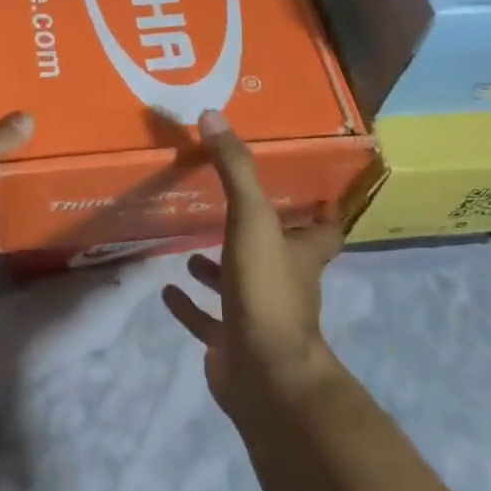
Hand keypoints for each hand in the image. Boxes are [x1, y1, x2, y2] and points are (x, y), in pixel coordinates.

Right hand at [162, 110, 342, 415]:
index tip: (310, 190)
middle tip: (226, 207)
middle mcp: (285, 283)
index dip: (321, 210)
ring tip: (188, 247)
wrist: (265, 374)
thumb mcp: (252, 219)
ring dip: (217, 268)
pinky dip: (189, 306)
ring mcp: (257, 316)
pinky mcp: (231, 343)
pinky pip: (207, 320)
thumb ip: (235, 169)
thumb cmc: (267, 290)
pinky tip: (167, 290)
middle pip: (277, 254)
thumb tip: (213, 116)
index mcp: (300, 254)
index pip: (323, 228)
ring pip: (238, 286)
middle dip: (255, 233)